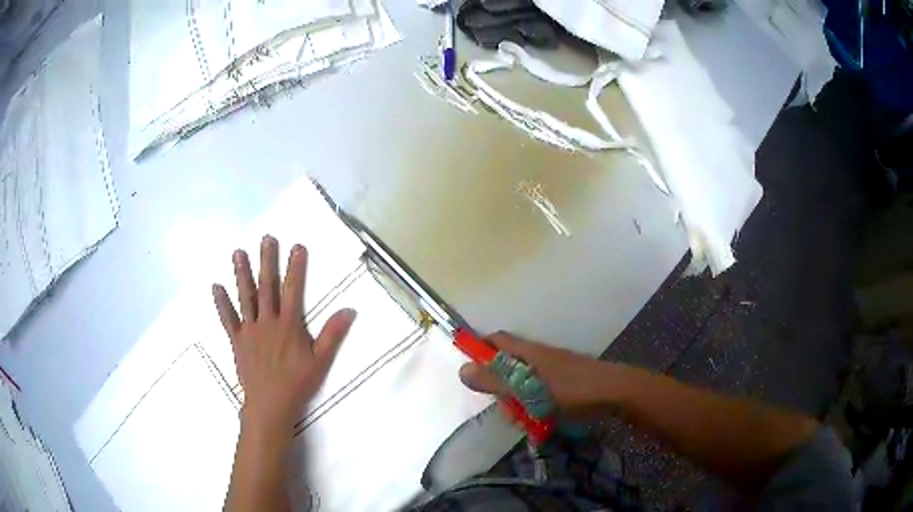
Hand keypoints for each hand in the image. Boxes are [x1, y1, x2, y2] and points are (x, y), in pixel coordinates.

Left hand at [212, 235, 356, 435]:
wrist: (270, 403)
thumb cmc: (297, 383)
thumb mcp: (321, 360)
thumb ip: (333, 334)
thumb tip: (350, 310)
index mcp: (288, 324)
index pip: (293, 290)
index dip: (295, 267)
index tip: (297, 246)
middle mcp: (267, 321)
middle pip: (267, 286)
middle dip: (267, 261)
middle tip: (266, 238)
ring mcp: (249, 329)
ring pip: (245, 297)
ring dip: (241, 274)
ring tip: (238, 252)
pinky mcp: (237, 340)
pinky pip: (227, 319)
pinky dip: (221, 303)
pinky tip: (215, 287)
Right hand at [459, 332, 618, 418]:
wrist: (615, 393)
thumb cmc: (570, 389)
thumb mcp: (528, 389)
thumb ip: (495, 381)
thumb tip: (462, 370)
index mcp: (528, 351)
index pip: (496, 341)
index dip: (480, 349)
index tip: (471, 371)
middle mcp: (540, 356)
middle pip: (509, 365)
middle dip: (501, 387)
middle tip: (504, 408)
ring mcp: (555, 369)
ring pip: (525, 382)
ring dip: (519, 400)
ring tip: (525, 420)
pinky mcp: (567, 382)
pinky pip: (541, 391)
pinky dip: (536, 405)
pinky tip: (542, 421)